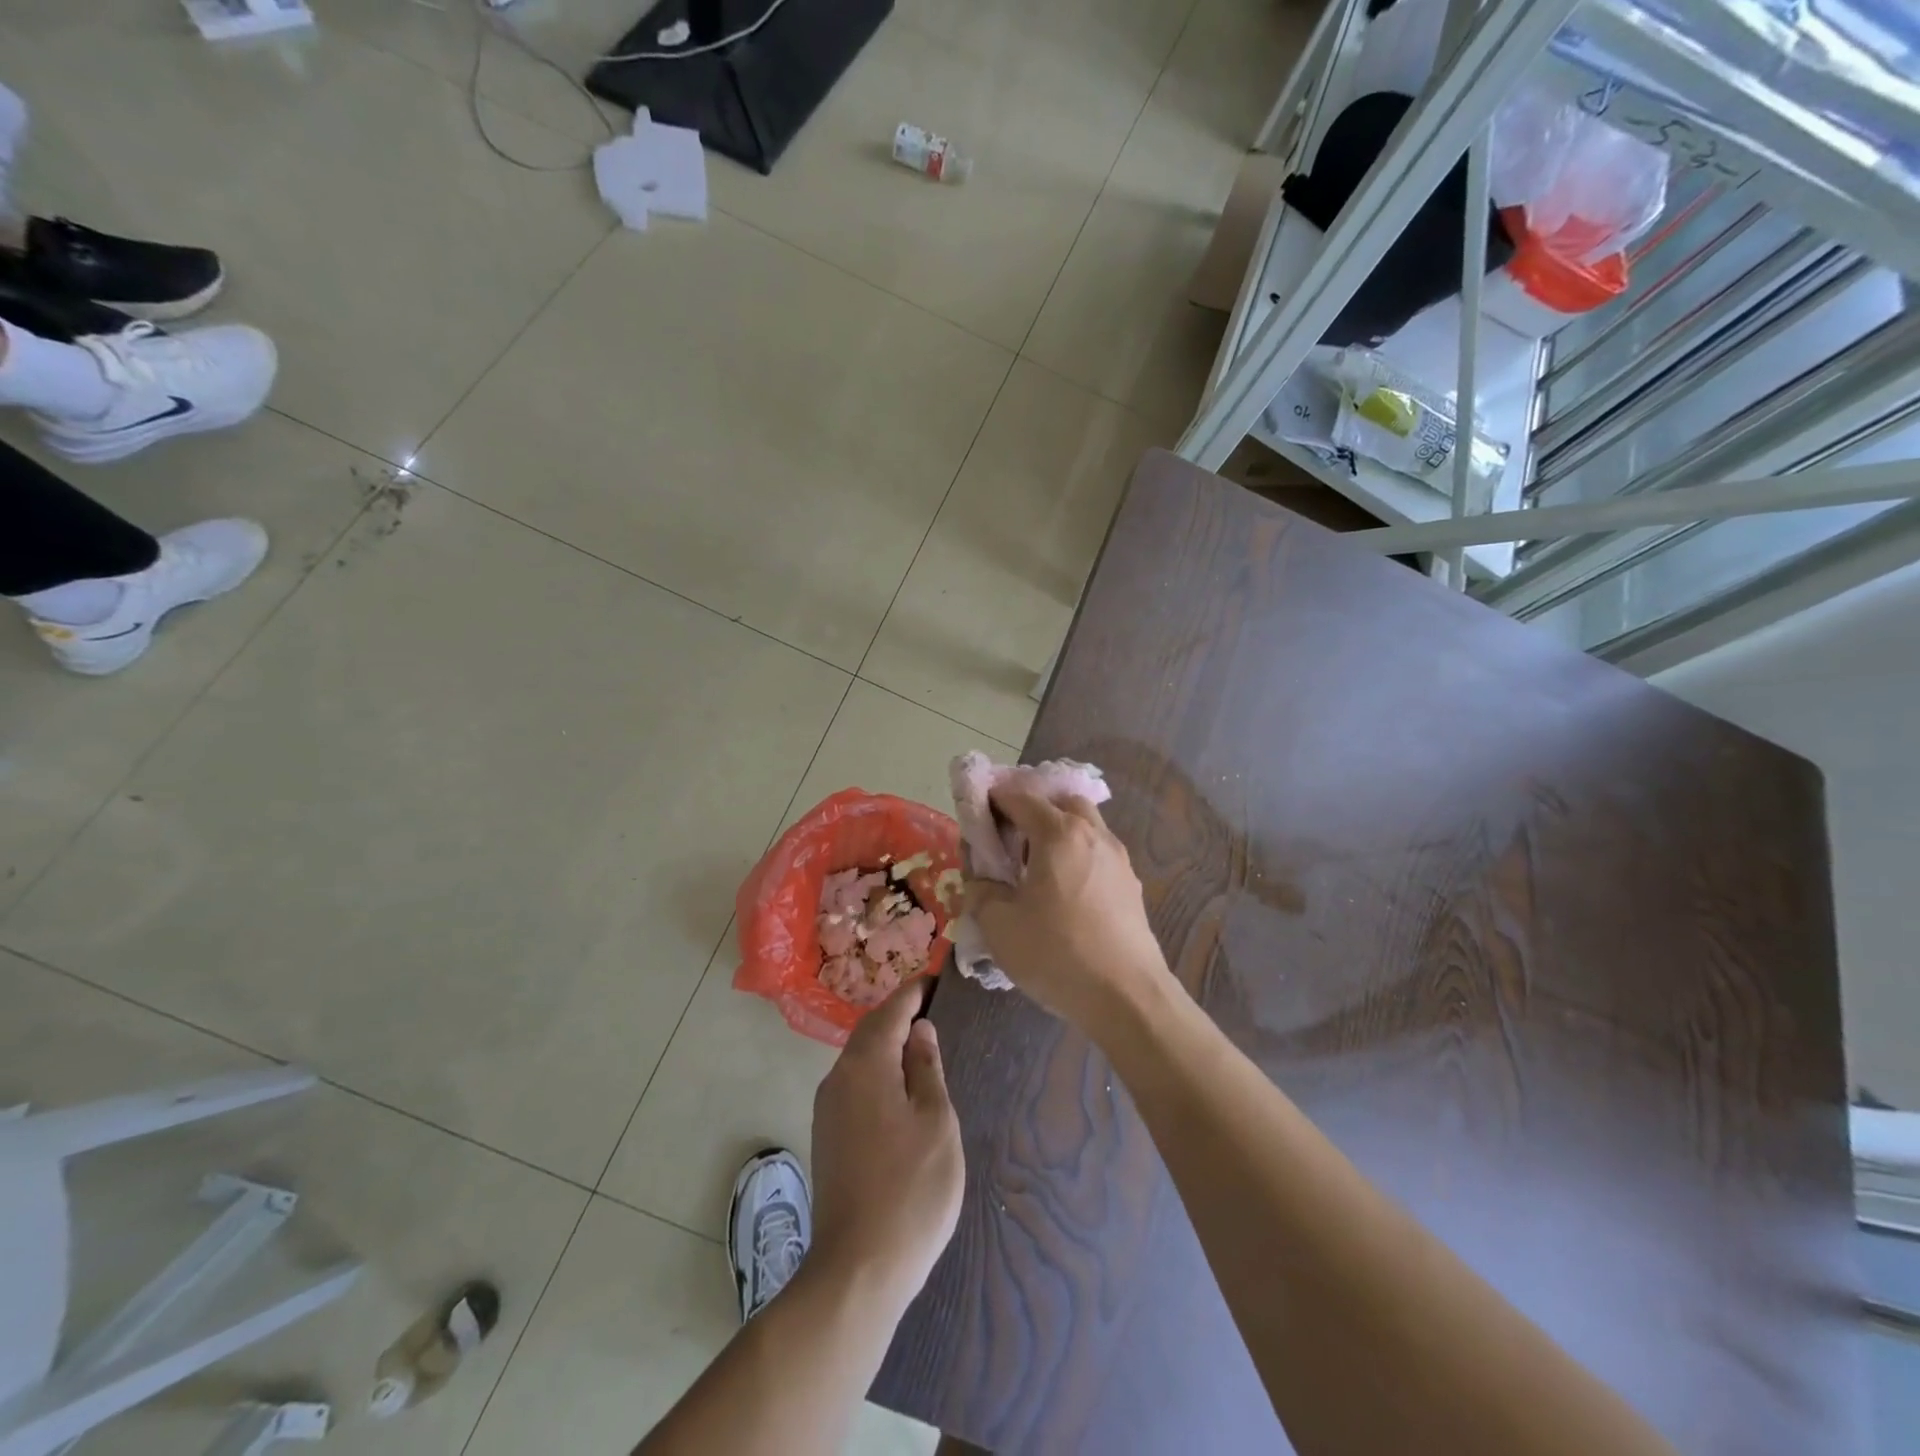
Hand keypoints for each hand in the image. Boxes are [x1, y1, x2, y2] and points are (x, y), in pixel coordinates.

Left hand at [809, 981, 963, 1314]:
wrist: (857, 1269)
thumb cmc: (910, 1190)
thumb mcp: (936, 1122)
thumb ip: (927, 1069)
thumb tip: (920, 1030)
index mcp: (866, 1065)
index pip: (892, 1010)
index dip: (916, 991)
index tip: (939, 977)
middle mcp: (839, 1077)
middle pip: (872, 1031)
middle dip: (901, 1014)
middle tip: (936, 1007)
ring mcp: (828, 1108)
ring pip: (861, 1058)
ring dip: (889, 1044)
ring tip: (924, 1042)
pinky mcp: (828, 1135)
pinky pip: (856, 1084)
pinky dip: (880, 1072)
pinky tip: (902, 1088)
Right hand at [964, 788, 1170, 1029]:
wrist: (1127, 998)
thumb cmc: (1057, 953)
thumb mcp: (999, 925)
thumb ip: (981, 891)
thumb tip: (981, 880)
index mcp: (1059, 833)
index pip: (1021, 797)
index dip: (994, 800)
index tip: (976, 815)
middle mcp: (1094, 835)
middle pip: (1061, 802)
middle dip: (1032, 810)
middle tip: (1009, 839)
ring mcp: (1118, 859)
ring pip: (1085, 826)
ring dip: (1058, 833)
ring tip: (1034, 868)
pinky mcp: (1131, 886)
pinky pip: (1097, 854)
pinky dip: (1076, 857)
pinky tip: (1063, 893)